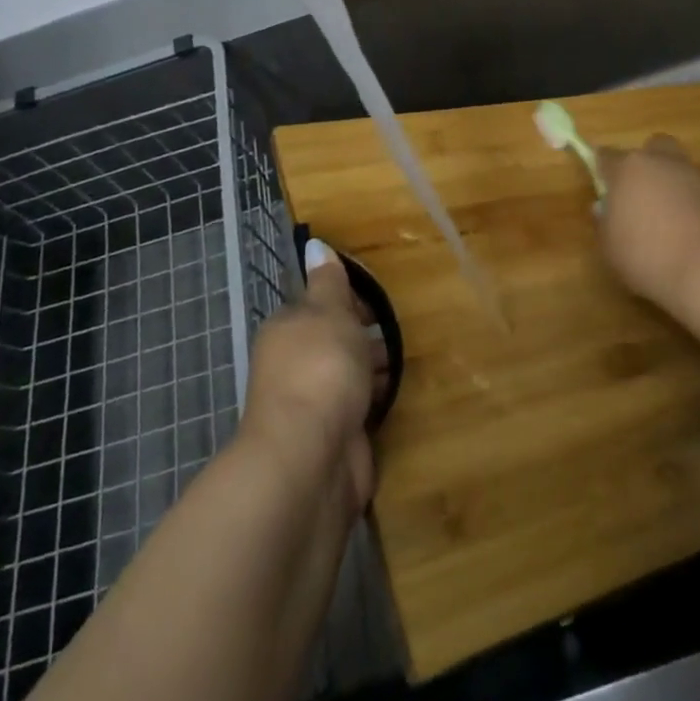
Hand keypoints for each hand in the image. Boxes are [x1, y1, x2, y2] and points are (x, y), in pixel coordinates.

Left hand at [239, 241, 383, 514]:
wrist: (312, 456)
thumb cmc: (320, 367)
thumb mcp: (328, 311)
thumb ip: (328, 281)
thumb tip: (313, 244)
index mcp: (288, 329)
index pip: (319, 304)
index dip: (350, 299)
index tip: (381, 299)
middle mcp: (295, 364)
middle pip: (336, 339)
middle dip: (367, 334)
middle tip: (404, 327)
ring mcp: (315, 403)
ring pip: (351, 373)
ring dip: (376, 367)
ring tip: (412, 355)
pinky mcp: (337, 435)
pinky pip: (362, 405)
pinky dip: (379, 398)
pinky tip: (403, 389)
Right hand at [597, 135, 699, 309]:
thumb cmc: (647, 256)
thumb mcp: (610, 246)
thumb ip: (605, 222)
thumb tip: (605, 208)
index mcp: (629, 168)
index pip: (607, 155)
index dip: (602, 168)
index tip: (602, 186)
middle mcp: (663, 163)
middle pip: (653, 147)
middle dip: (646, 163)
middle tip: (638, 193)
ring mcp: (695, 177)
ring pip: (678, 168)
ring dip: (670, 185)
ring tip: (665, 220)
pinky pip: (697, 191)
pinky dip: (691, 204)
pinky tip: (687, 232)